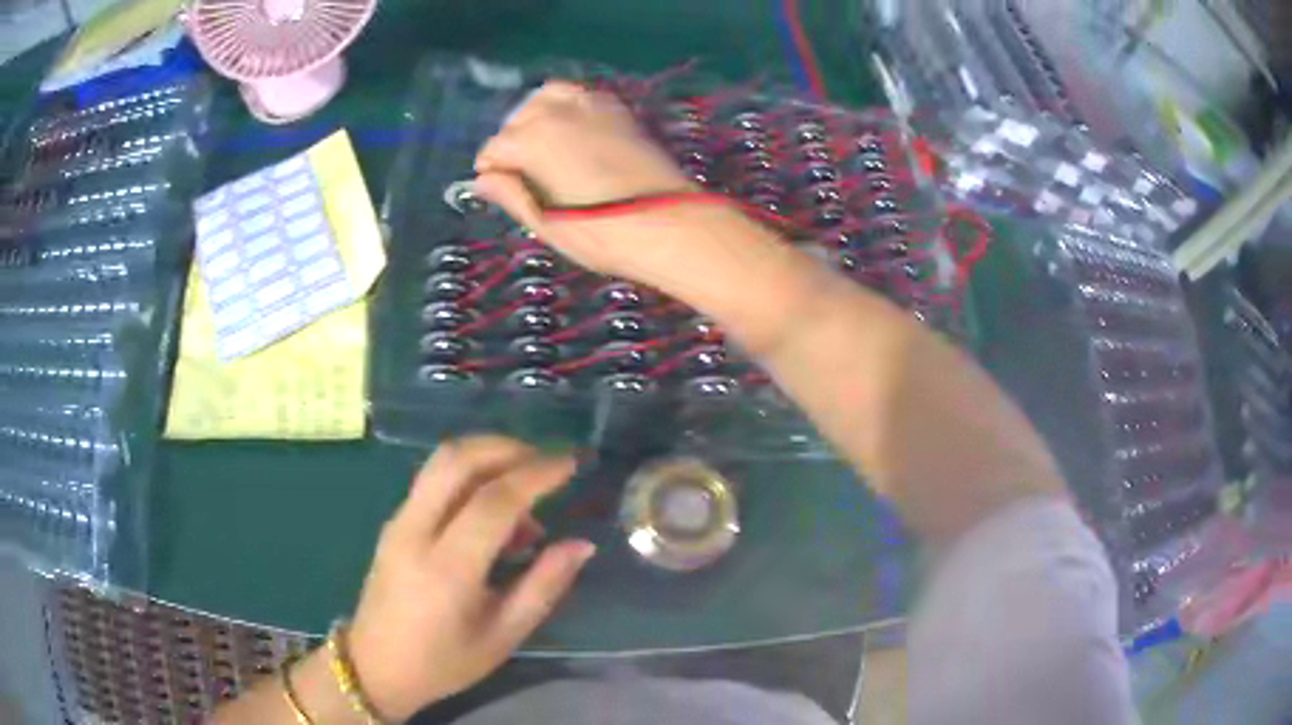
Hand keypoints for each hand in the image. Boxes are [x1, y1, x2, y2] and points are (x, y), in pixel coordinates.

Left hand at [346, 435, 594, 720]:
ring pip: (441, 462)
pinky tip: (494, 513)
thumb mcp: (503, 635)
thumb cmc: (444, 662)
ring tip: (525, 492)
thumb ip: (544, 586)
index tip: (571, 465)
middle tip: (546, 462)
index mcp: (447, 568)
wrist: (376, 667)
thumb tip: (581, 544)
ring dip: (486, 456)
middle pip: (457, 460)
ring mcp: (399, 522)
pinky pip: (434, 481)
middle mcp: (416, 531)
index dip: (536, 475)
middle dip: (507, 448)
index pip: (493, 501)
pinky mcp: (394, 522)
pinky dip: (469, 477)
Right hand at [473, 81, 697, 274]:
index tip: (497, 187)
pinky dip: (568, 105)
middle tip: (521, 172)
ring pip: (549, 96)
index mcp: (533, 141)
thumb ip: (511, 196)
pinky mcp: (619, 111)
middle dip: (512, 141)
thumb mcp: (548, 225)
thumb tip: (482, 181)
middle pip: (519, 118)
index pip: (495, 147)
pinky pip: (582, 95)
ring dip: (537, 115)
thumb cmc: (604, 235)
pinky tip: (572, 130)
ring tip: (542, 143)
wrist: (673, 225)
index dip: (491, 169)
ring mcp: (592, 106)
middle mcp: (558, 113)